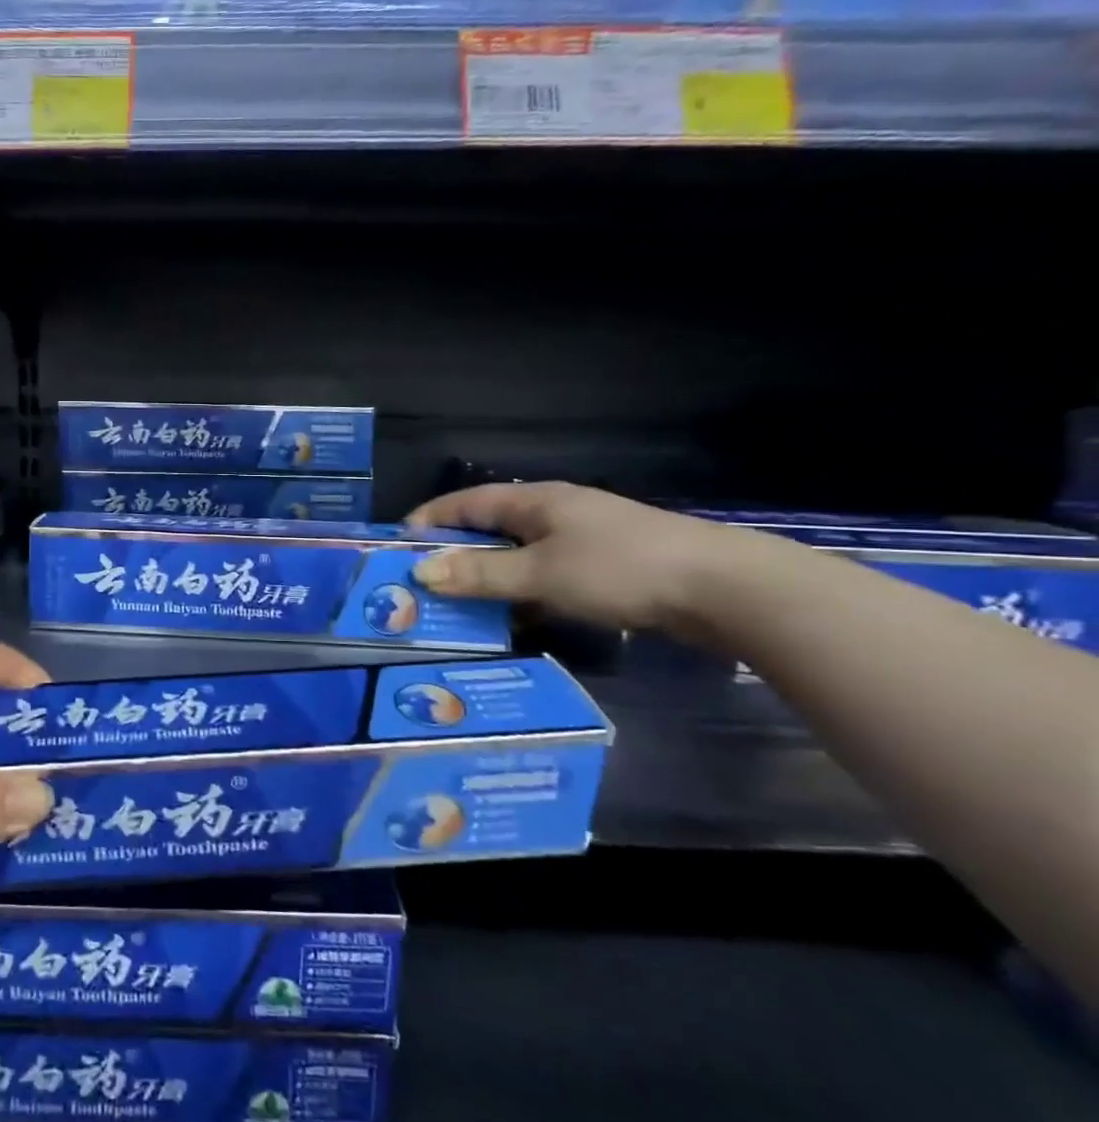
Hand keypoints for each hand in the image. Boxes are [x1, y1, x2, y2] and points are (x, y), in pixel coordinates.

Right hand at [406, 482, 751, 634]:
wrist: (724, 589)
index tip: (397, 544)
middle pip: (491, 528)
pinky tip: (514, 621)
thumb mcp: (540, 573)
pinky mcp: (605, 568)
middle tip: (421, 582)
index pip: (467, 502)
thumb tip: (421, 571)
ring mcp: (583, 540)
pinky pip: (545, 576)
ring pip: (519, 556)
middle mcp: (555, 513)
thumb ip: (480, 574)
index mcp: (536, 501)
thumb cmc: (620, 569)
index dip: (430, 519)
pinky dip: (522, 594)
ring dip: (488, 578)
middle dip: (454, 553)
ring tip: (457, 606)